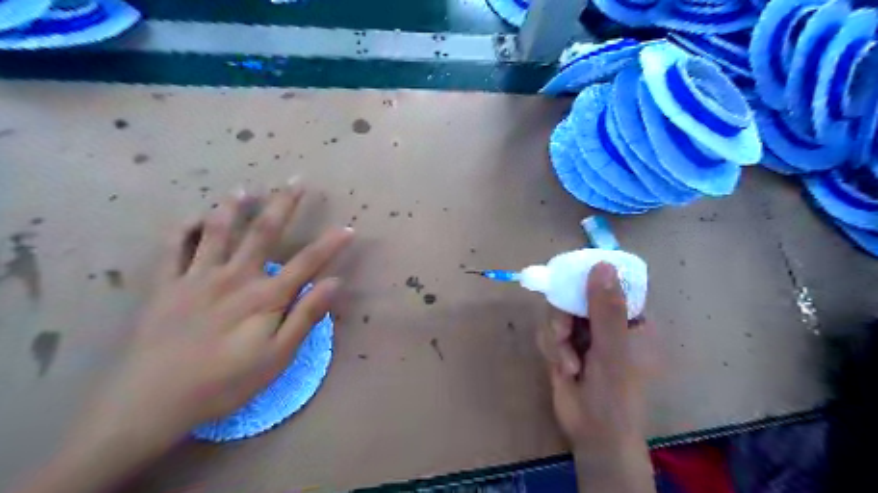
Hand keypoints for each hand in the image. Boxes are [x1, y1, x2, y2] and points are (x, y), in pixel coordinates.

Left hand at [15, 180, 352, 492]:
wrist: (152, 402)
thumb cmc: (225, 383)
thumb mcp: (277, 357)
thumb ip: (305, 316)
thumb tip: (334, 283)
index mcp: (264, 297)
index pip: (307, 262)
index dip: (331, 244)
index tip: (348, 228)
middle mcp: (234, 277)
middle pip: (263, 233)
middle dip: (283, 205)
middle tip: (295, 181)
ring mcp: (197, 277)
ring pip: (217, 232)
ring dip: (233, 207)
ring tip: (244, 189)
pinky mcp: (166, 286)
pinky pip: (173, 248)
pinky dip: (185, 228)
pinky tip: (194, 217)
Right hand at [540, 264, 653, 491]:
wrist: (592, 433)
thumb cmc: (615, 394)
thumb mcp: (613, 349)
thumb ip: (606, 308)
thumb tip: (602, 264)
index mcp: (630, 318)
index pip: (610, 283)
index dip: (590, 277)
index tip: (569, 278)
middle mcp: (606, 321)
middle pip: (575, 295)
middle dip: (564, 316)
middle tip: (563, 333)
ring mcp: (583, 332)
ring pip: (557, 312)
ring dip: (557, 337)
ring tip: (569, 364)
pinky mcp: (564, 344)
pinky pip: (547, 330)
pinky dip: (551, 347)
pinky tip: (562, 368)